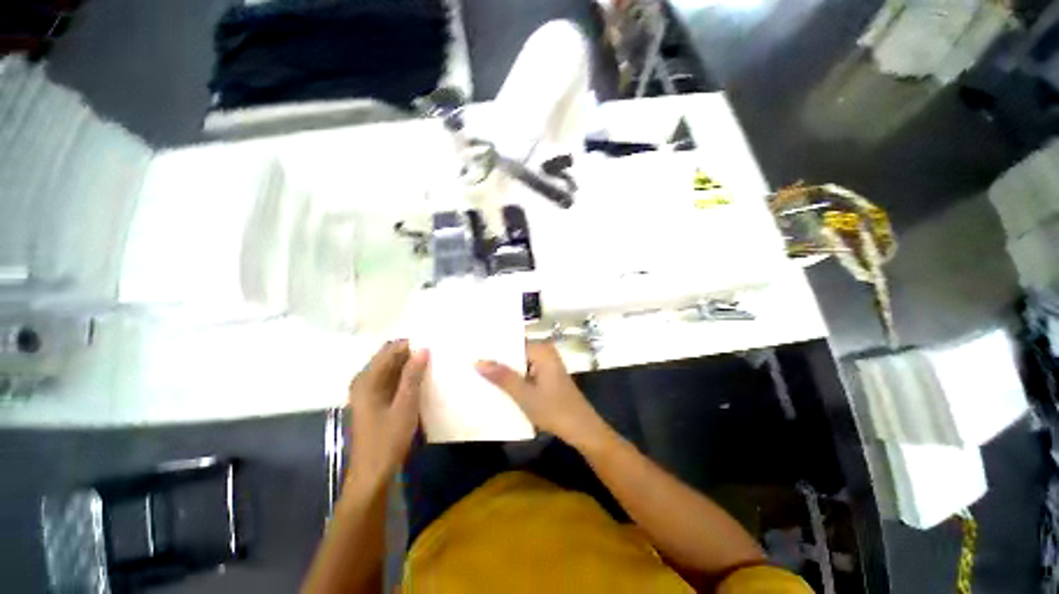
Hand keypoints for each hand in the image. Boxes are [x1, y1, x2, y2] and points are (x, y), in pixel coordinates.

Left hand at [347, 340, 428, 489]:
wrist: (373, 474)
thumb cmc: (388, 440)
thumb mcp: (405, 406)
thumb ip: (413, 376)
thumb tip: (424, 348)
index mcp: (367, 379)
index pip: (390, 349)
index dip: (411, 345)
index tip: (433, 345)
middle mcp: (364, 381)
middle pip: (390, 357)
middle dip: (412, 354)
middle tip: (437, 354)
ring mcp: (369, 392)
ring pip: (392, 369)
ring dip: (411, 366)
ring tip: (434, 364)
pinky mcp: (375, 401)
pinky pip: (392, 380)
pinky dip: (406, 378)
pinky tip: (423, 380)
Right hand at [476, 342, 607, 448]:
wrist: (582, 429)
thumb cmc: (554, 410)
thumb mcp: (525, 395)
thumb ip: (502, 377)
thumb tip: (478, 362)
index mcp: (542, 350)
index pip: (512, 342)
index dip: (493, 348)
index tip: (472, 351)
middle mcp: (545, 352)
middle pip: (515, 352)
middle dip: (497, 359)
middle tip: (471, 363)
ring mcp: (546, 364)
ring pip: (519, 363)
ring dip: (504, 370)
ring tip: (478, 372)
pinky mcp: (547, 375)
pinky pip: (525, 371)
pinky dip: (514, 378)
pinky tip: (497, 384)